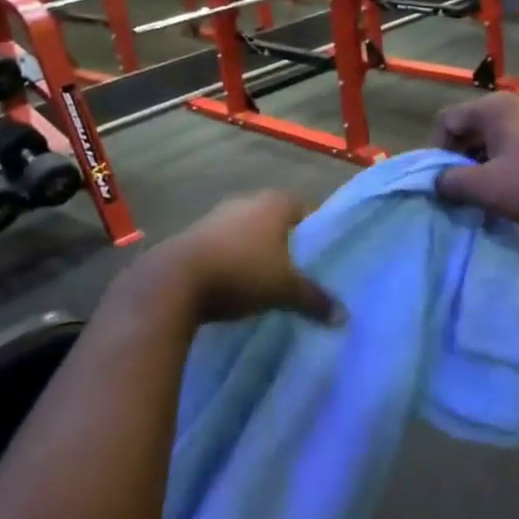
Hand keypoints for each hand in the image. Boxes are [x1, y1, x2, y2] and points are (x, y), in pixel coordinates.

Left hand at [154, 191, 340, 325]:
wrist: (175, 281)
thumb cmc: (242, 273)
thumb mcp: (285, 290)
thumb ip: (315, 299)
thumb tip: (343, 317)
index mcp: (274, 204)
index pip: (305, 207)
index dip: (315, 227)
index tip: (322, 251)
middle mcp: (247, 202)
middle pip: (275, 218)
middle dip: (286, 239)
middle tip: (299, 266)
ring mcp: (216, 216)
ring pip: (248, 230)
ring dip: (257, 249)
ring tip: (268, 277)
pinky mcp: (193, 235)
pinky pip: (224, 244)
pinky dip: (234, 258)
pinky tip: (237, 281)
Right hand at [429, 94, 518, 239]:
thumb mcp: (485, 188)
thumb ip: (450, 181)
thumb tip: (437, 180)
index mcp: (495, 106)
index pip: (447, 119)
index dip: (437, 150)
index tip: (445, 181)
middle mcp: (516, 102)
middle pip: (471, 126)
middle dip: (461, 158)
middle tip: (464, 190)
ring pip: (495, 137)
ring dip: (484, 163)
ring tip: (489, 193)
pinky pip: (517, 144)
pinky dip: (506, 163)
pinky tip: (514, 188)